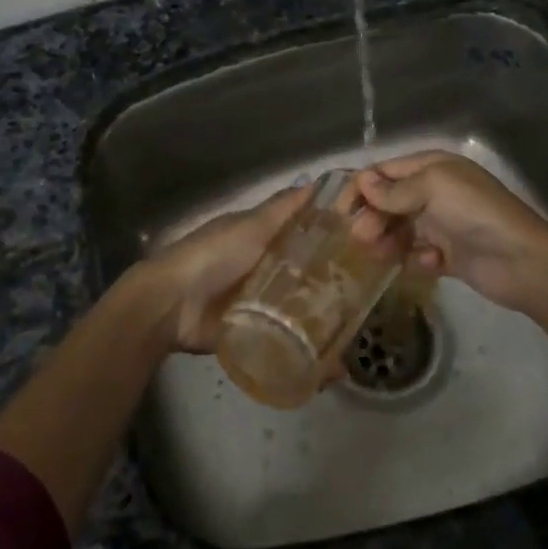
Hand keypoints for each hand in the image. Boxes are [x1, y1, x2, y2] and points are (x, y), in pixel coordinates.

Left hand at [141, 181, 403, 354]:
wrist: (172, 305)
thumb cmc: (213, 255)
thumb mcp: (251, 226)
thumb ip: (282, 209)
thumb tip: (314, 182)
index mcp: (263, 239)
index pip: (304, 235)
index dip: (332, 237)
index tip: (371, 243)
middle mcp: (264, 269)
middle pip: (306, 274)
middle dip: (334, 284)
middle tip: (374, 297)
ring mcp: (260, 304)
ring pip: (299, 309)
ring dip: (325, 322)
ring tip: (361, 334)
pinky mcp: (254, 335)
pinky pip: (285, 342)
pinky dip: (306, 354)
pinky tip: (335, 366)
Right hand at [355, 151, 547, 312]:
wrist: (522, 260)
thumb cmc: (475, 212)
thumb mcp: (433, 188)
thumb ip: (394, 189)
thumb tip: (362, 182)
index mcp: (432, 168)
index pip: (384, 172)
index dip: (360, 188)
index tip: (341, 211)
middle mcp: (434, 192)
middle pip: (388, 202)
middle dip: (372, 218)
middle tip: (361, 238)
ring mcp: (442, 224)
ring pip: (399, 230)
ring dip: (388, 241)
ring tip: (384, 255)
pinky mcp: (449, 255)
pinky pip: (418, 255)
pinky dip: (417, 259)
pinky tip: (429, 264)